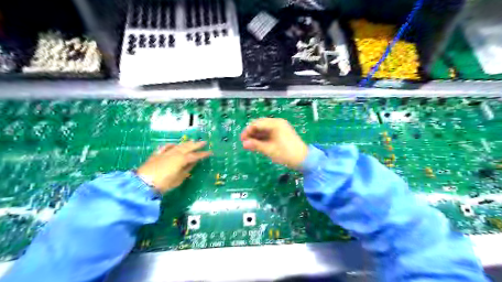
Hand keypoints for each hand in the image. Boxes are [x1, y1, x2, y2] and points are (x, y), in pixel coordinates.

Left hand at [136, 141, 209, 193]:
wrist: (144, 183)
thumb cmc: (164, 183)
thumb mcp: (178, 179)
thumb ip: (187, 170)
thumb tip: (193, 163)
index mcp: (182, 159)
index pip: (195, 156)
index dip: (203, 154)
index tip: (210, 153)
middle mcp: (175, 153)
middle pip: (187, 147)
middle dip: (196, 144)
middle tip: (203, 142)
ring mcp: (165, 152)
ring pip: (178, 145)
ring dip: (186, 143)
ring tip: (192, 141)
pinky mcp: (157, 154)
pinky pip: (166, 147)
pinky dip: (171, 145)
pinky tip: (174, 144)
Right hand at [241, 117, 307, 169]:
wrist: (303, 159)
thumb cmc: (286, 154)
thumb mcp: (269, 150)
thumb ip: (256, 145)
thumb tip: (244, 144)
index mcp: (275, 124)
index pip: (257, 123)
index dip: (248, 131)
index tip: (242, 140)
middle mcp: (277, 123)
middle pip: (260, 125)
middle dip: (251, 133)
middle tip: (245, 142)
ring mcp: (280, 128)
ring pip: (264, 129)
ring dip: (256, 136)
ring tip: (249, 145)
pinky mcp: (281, 134)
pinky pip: (269, 133)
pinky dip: (262, 138)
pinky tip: (257, 145)